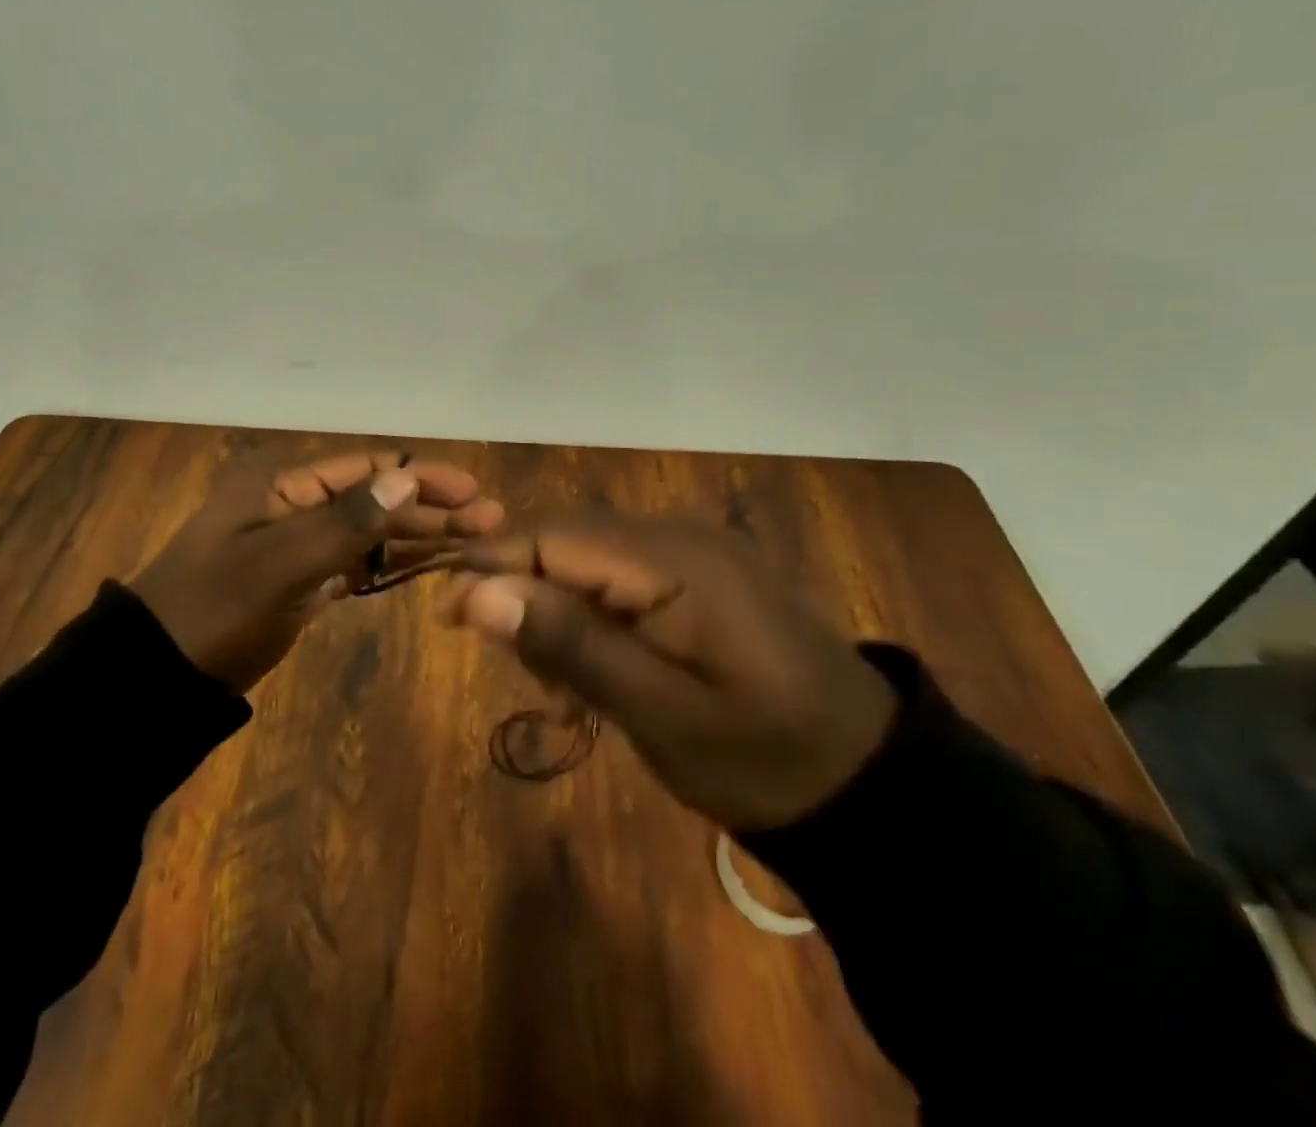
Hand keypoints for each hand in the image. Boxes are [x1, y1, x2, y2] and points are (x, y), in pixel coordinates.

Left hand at [133, 450, 502, 692]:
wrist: (157, 673)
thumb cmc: (214, 610)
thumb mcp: (277, 565)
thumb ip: (343, 523)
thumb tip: (406, 479)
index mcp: (283, 483)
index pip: (367, 468)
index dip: (422, 475)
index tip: (473, 491)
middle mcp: (295, 502)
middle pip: (376, 497)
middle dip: (431, 506)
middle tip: (489, 521)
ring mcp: (298, 542)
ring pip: (370, 531)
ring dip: (419, 533)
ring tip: (474, 541)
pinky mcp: (301, 579)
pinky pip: (356, 563)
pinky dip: (391, 562)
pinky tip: (430, 565)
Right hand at [443, 516, 895, 830]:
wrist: (870, 781)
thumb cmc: (762, 756)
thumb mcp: (660, 713)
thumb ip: (570, 645)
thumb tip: (477, 593)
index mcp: (672, 559)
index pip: (551, 536)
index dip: (490, 567)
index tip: (446, 619)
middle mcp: (676, 534)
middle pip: (564, 539)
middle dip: (523, 593)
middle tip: (519, 670)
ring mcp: (691, 550)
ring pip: (585, 556)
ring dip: (556, 610)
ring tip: (563, 688)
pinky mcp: (697, 573)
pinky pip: (618, 574)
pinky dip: (591, 615)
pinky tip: (601, 668)